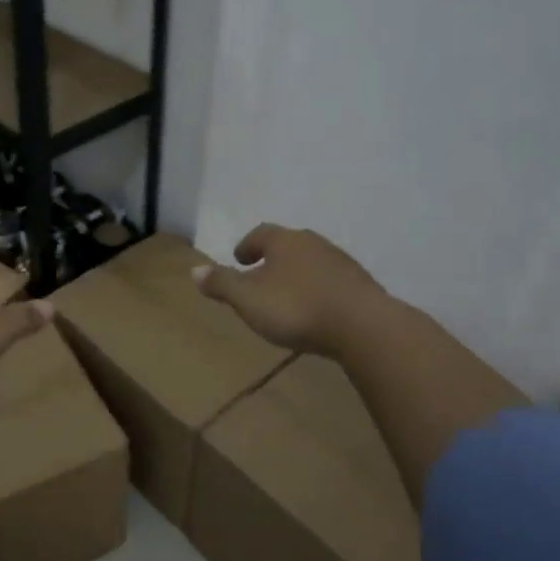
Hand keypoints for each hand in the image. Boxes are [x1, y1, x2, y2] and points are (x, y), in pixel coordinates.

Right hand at [193, 224, 387, 357]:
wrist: (364, 327)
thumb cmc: (297, 308)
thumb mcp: (249, 300)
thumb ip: (222, 284)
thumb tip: (194, 270)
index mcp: (284, 241)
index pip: (260, 234)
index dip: (247, 246)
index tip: (239, 259)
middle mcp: (313, 243)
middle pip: (288, 245)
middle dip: (272, 259)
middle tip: (260, 276)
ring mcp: (341, 262)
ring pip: (311, 262)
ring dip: (296, 275)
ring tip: (286, 296)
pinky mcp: (361, 284)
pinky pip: (331, 281)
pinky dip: (318, 290)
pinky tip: (315, 310)